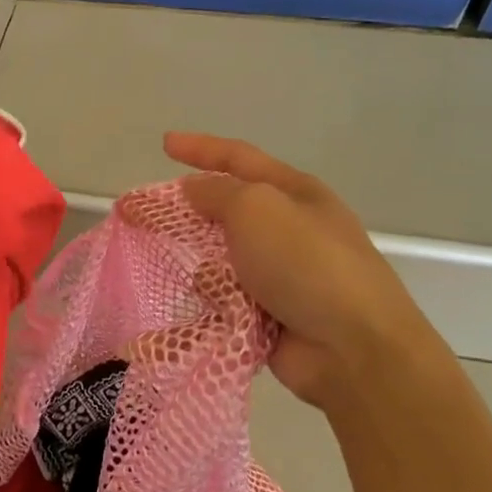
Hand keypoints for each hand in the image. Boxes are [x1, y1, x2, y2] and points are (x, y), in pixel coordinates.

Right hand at [165, 132, 430, 408]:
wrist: (352, 347)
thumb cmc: (306, 264)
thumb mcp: (257, 210)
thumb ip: (217, 194)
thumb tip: (194, 190)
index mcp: (294, 193)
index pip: (239, 158)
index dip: (200, 148)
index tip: (164, 144)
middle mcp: (288, 230)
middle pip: (226, 211)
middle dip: (186, 213)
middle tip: (139, 216)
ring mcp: (281, 275)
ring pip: (221, 259)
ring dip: (200, 264)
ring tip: (178, 272)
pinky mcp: (270, 316)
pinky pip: (226, 300)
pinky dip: (211, 303)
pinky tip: (201, 310)